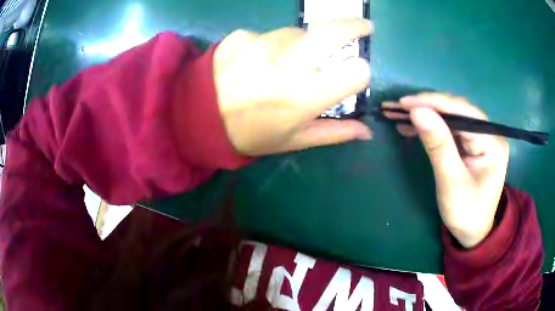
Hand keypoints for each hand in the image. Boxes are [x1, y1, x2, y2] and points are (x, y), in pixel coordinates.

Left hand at [213, 19, 372, 155]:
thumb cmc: (250, 135)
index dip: (360, 72)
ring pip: (297, 32)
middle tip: (364, 28)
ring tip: (285, 62)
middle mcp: (289, 63)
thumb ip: (335, 133)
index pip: (357, 71)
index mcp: (306, 95)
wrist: (197, 119)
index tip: (356, 74)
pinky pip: (266, 35)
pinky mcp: (241, 36)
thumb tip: (367, 132)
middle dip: (354, 26)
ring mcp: (262, 44)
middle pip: (333, 31)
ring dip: (301, 43)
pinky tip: (256, 60)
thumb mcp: (294, 140)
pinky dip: (269, 44)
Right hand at [383, 93, 509, 247]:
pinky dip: (432, 127)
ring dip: (427, 115)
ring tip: (400, 114)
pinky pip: (451, 128)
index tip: (404, 103)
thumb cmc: (466, 213)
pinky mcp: (472, 144)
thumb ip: (438, 145)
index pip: (462, 112)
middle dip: (427, 107)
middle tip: (398, 107)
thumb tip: (417, 111)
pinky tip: (414, 126)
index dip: (433, 103)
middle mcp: (489, 133)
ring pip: (452, 117)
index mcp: (492, 141)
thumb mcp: (451, 182)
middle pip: (457, 110)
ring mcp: (481, 137)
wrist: (473, 233)